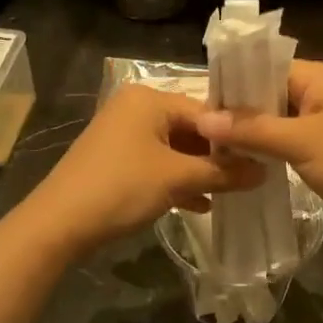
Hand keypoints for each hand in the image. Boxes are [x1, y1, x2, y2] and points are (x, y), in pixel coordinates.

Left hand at [26, 86, 262, 254]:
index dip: (235, 137)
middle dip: (217, 157)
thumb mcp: (178, 179)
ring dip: (199, 172)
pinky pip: (156, 163)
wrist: (58, 224)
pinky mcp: (115, 159)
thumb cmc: (122, 188)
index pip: (206, 112)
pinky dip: (177, 180)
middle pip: (190, 129)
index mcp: (149, 98)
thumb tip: (264, 171)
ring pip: (174, 149)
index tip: (263, 158)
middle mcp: (135, 107)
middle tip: (250, 177)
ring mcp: (122, 133)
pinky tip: (200, 204)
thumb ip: (223, 172)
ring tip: (231, 193)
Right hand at [196, 61, 322, 229]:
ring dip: (255, 132)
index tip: (198, 112)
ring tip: (219, 151)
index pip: (262, 68)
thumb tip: (202, 118)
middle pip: (270, 92)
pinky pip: (295, 135)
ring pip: (281, 116)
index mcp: (319, 74)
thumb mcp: (299, 143)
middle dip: (239, 113)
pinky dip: (274, 146)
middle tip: (202, 137)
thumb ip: (251, 129)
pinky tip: (251, 162)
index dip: (231, 88)